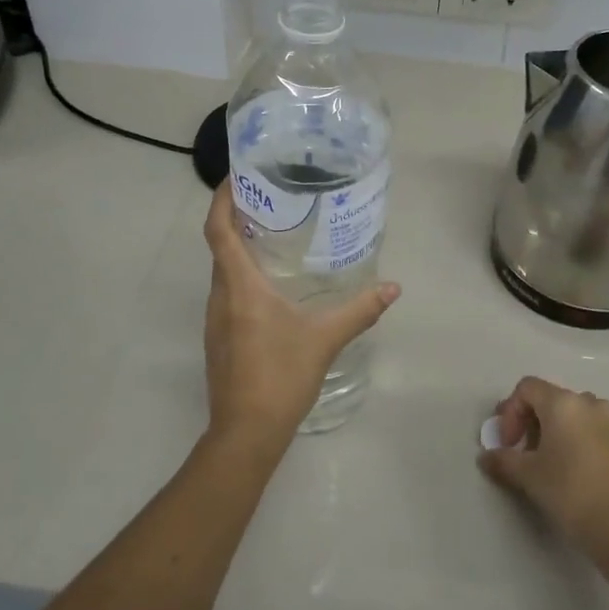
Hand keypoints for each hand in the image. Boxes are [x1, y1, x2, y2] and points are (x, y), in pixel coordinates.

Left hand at [201, 183, 401, 451]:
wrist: (245, 434)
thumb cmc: (281, 377)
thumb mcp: (325, 339)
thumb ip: (360, 310)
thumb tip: (393, 287)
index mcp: (240, 288)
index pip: (218, 231)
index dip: (222, 200)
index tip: (236, 176)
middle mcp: (220, 297)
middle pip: (219, 247)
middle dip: (236, 219)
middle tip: (270, 200)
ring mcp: (215, 321)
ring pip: (222, 272)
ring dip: (238, 249)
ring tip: (274, 235)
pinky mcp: (220, 339)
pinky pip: (226, 294)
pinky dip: (242, 276)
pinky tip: (271, 285)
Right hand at [478, 376, 608, 557]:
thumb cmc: (568, 491)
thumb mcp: (528, 476)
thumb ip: (503, 460)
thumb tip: (486, 457)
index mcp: (563, 404)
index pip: (527, 388)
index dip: (510, 411)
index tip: (509, 443)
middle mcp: (591, 404)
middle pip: (554, 400)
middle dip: (535, 423)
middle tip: (527, 454)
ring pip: (581, 417)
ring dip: (563, 432)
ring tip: (556, 464)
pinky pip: (602, 436)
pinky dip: (587, 446)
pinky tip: (584, 477)